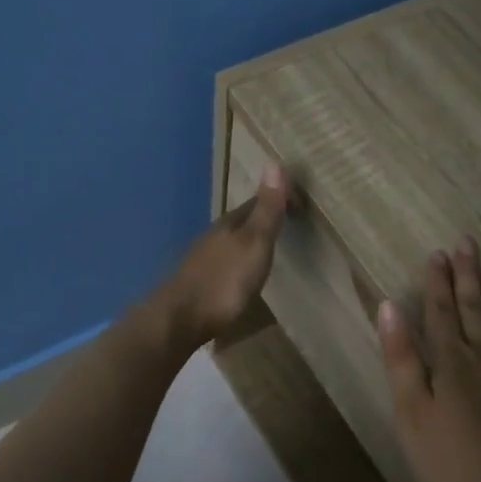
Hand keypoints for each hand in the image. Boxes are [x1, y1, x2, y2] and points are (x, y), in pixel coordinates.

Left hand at [150, 164, 288, 351]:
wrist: (180, 319)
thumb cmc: (224, 281)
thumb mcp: (254, 244)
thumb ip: (266, 210)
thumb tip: (274, 162)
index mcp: (229, 224)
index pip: (257, 202)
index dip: (278, 199)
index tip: (301, 203)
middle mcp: (214, 236)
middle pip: (242, 222)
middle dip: (262, 219)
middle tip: (287, 221)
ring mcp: (202, 260)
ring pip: (231, 242)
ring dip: (248, 241)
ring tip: (267, 248)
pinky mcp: (197, 283)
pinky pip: (224, 263)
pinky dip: (237, 261)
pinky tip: (241, 274)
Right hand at [376, 237, 480, 481]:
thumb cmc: (449, 461)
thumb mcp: (411, 413)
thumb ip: (401, 359)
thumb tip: (389, 308)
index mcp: (451, 361)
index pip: (442, 310)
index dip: (437, 281)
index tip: (437, 252)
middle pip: (475, 306)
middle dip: (468, 273)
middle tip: (467, 241)